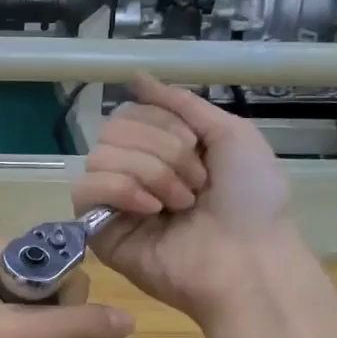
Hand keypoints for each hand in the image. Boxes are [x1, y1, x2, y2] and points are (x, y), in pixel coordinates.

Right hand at [71, 73, 295, 324]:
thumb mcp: (230, 133)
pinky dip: (121, 190)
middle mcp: (134, 171)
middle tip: (195, 183)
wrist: (249, 260)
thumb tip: (135, 76)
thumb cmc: (251, 200)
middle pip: (113, 128)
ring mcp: (115, 202)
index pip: (131, 111)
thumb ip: (180, 103)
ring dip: (149, 172)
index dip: (163, 122)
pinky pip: (85, 189)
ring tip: (180, 204)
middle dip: (161, 149)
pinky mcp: (99, 231)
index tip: (198, 148)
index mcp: (162, 148)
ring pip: (99, 155)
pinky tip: (151, 210)